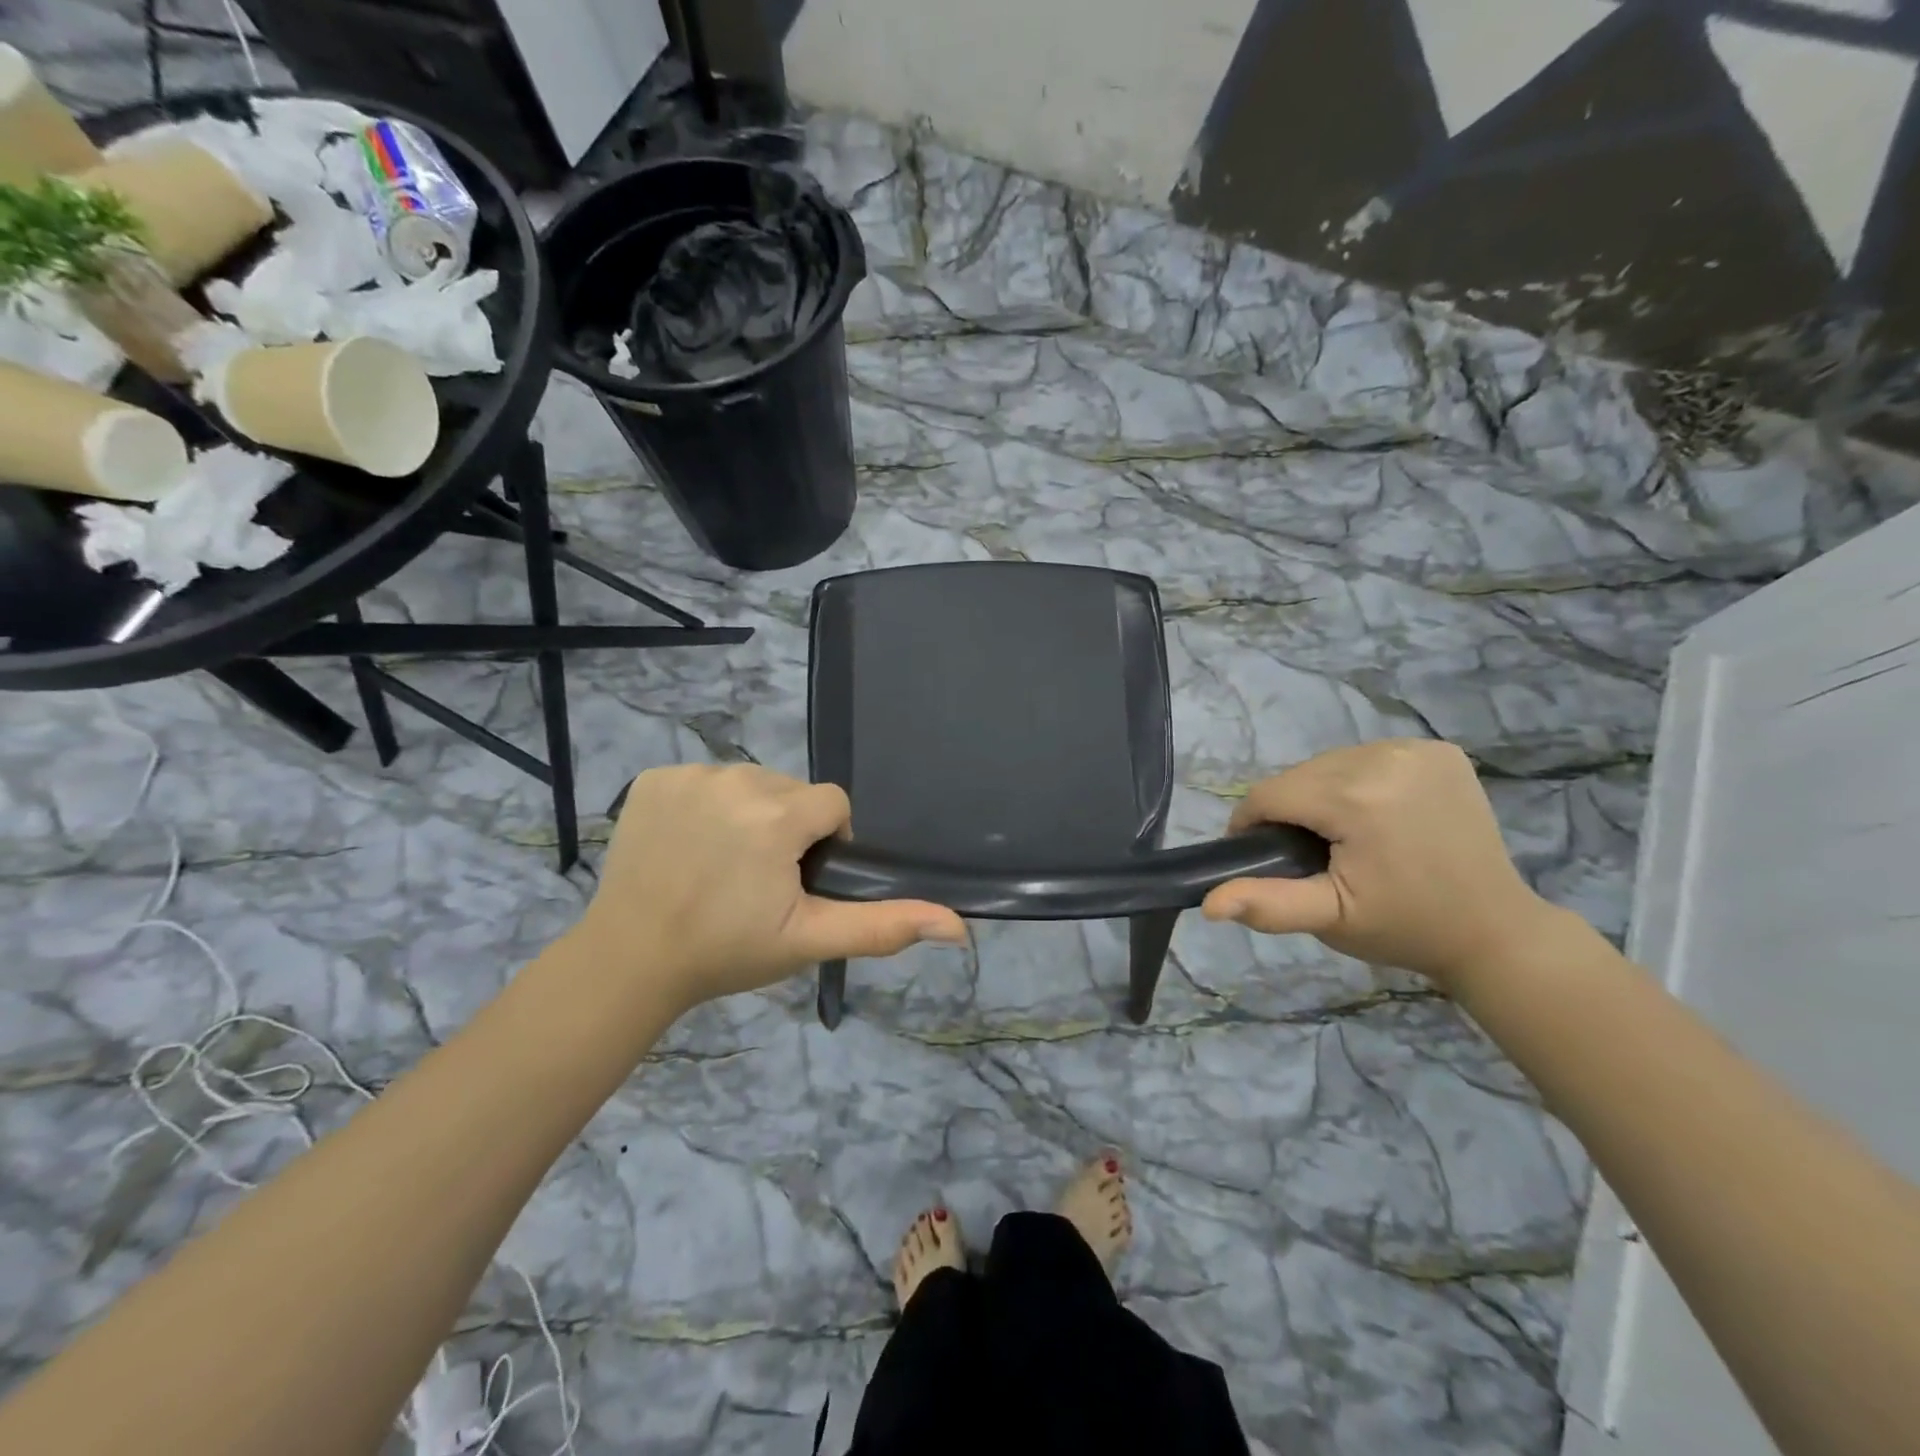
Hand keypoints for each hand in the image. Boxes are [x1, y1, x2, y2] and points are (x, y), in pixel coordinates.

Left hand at [575, 764, 966, 1012]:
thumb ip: (884, 926)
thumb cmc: (726, 951)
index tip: (796, 882)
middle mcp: (737, 778)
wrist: (630, 959)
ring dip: (749, 814)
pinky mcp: (654, 777)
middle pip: (791, 791)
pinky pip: (704, 780)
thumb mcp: (810, 940)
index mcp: (778, 814)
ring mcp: (690, 775)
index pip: (831, 804)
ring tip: (722, 864)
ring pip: (749, 782)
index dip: (823, 843)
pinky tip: (688, 845)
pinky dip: (705, 805)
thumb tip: (957, 927)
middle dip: (788, 827)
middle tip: (758, 880)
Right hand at [1201, 740, 1561, 990]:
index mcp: (1357, 798)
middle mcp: (1385, 758)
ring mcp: (1417, 749)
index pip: (1270, 795)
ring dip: (1319, 793)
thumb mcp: (1329, 920)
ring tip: (1340, 834)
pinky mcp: (1438, 749)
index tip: (1261, 857)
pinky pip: (1366, 757)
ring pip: (1328, 763)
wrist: (1494, 930)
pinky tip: (1374, 813)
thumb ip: (1267, 905)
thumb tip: (1208, 904)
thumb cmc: (1403, 927)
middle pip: (1298, 776)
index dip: (1252, 826)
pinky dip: (1356, 781)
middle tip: (1309, 854)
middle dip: (1289, 811)